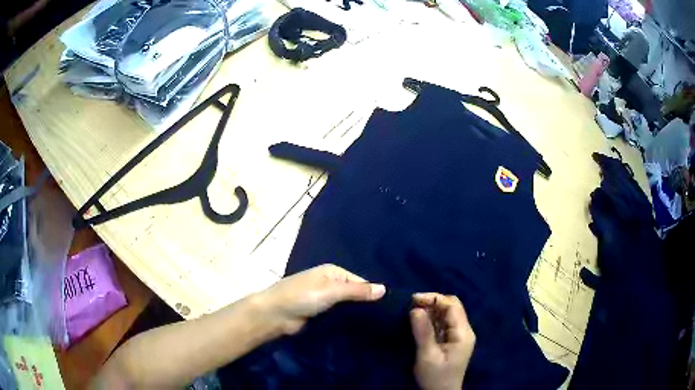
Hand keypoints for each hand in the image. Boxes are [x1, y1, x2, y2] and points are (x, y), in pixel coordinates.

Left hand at [255, 264, 385, 334]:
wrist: (275, 314)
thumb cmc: (302, 296)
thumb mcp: (332, 291)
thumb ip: (357, 291)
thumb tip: (384, 289)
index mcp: (333, 272)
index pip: (360, 282)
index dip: (372, 293)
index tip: (388, 308)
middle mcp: (330, 283)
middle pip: (354, 294)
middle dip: (365, 304)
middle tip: (385, 319)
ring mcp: (324, 299)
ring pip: (346, 306)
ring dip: (356, 314)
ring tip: (377, 326)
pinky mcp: (320, 313)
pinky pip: (338, 316)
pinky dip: (346, 321)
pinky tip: (359, 329)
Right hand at [410, 293, 475, 389]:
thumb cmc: (435, 377)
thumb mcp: (427, 356)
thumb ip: (423, 332)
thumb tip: (415, 309)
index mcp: (463, 333)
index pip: (452, 305)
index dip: (434, 298)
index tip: (413, 299)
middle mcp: (464, 331)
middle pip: (452, 307)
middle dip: (432, 303)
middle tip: (411, 306)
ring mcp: (459, 336)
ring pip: (447, 314)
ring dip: (431, 311)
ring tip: (413, 313)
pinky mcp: (453, 341)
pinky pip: (443, 324)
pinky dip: (432, 320)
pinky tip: (420, 323)